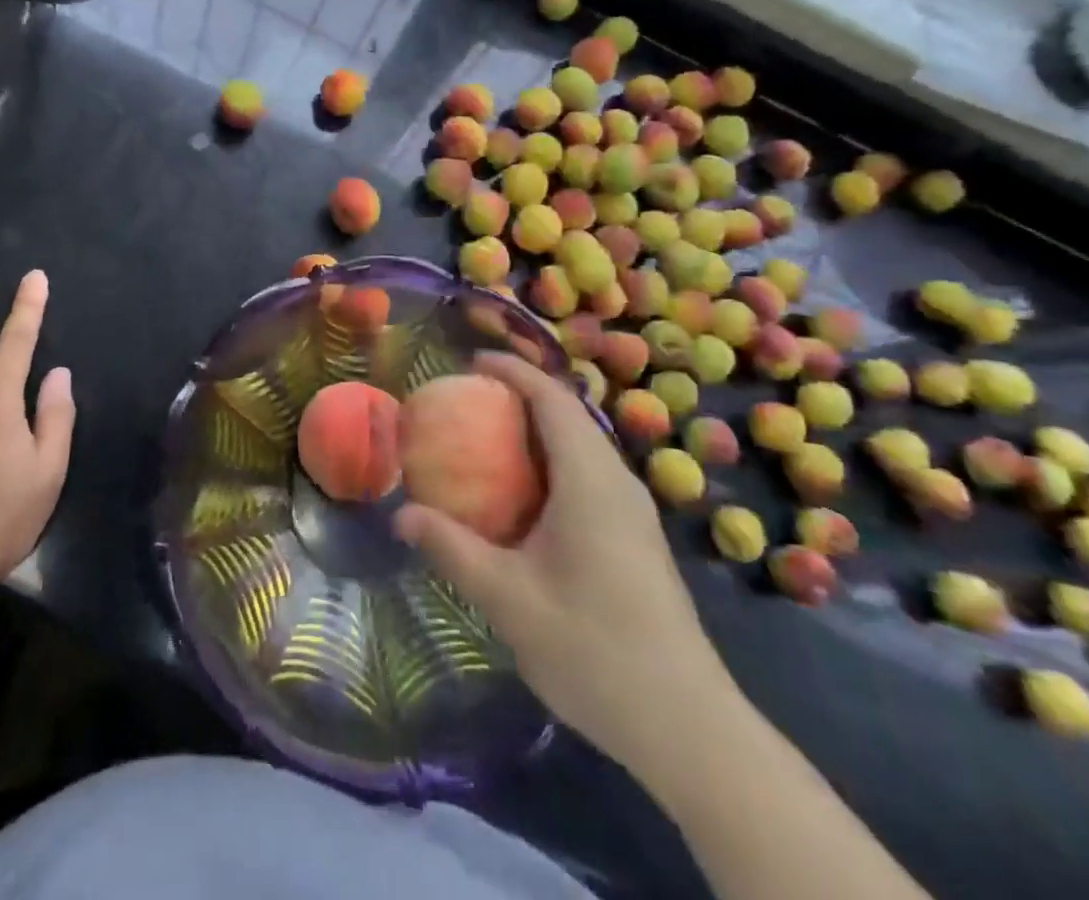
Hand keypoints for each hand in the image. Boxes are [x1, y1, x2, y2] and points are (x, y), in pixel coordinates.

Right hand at [393, 352, 727, 759]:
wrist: (687, 726)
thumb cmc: (593, 648)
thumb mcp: (508, 598)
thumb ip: (451, 549)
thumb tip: (400, 515)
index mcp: (590, 480)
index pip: (552, 399)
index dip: (514, 371)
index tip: (472, 362)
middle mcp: (617, 481)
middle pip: (570, 415)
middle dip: (522, 394)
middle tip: (470, 399)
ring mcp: (633, 510)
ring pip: (583, 445)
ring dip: (539, 429)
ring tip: (490, 438)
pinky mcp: (637, 537)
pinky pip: (590, 473)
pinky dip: (553, 460)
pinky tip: (526, 497)